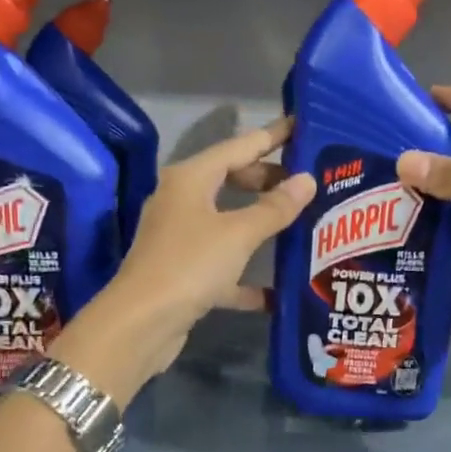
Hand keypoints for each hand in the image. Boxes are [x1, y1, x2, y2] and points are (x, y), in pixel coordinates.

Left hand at [52, 120, 314, 401]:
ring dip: (261, 225)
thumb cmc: (190, 265)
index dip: (272, 136)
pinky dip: (246, 275)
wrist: (141, 324)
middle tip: (309, 184)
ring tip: (302, 224)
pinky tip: (277, 291)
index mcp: (191, 179)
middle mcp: (182, 201)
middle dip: (269, 181)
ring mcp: (181, 238)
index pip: (238, 146)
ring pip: (229, 222)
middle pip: (231, 180)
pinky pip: (223, 265)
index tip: (302, 127)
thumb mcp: (238, 233)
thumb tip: (306, 180)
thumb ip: (275, 207)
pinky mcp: (184, 273)